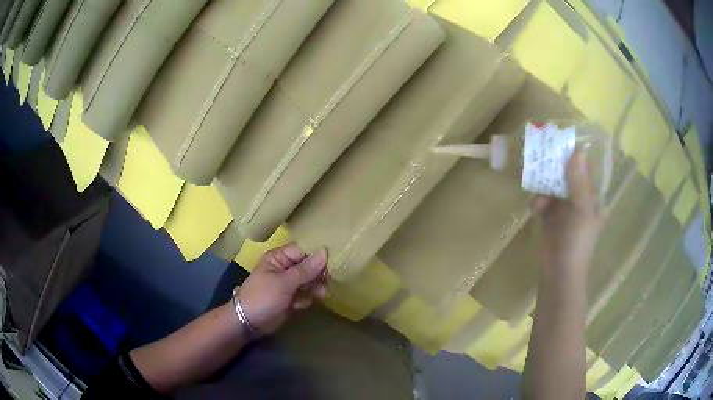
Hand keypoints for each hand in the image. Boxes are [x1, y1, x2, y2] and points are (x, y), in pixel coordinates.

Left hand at [235, 244, 327, 334]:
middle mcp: (285, 268)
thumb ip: (305, 269)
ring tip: (318, 297)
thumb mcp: (283, 283)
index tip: (334, 262)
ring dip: (315, 289)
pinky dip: (307, 299)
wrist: (248, 323)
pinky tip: (300, 306)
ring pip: (311, 281)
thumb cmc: (262, 297)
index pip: (304, 250)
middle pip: (310, 265)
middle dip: (318, 275)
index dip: (318, 255)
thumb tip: (325, 251)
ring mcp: (289, 284)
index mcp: (279, 257)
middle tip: (326, 284)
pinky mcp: (292, 298)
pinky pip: (307, 294)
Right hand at [531, 152, 603, 276]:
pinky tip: (535, 209)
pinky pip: (543, 200)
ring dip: (544, 186)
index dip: (575, 155)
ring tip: (537, 189)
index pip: (585, 170)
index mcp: (592, 197)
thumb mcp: (581, 210)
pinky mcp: (550, 217)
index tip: (561, 142)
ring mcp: (564, 209)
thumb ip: (579, 182)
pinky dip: (539, 202)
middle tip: (542, 156)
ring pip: (553, 186)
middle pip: (567, 175)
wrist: (559, 272)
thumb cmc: (577, 241)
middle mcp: (579, 199)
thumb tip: (578, 151)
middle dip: (555, 167)